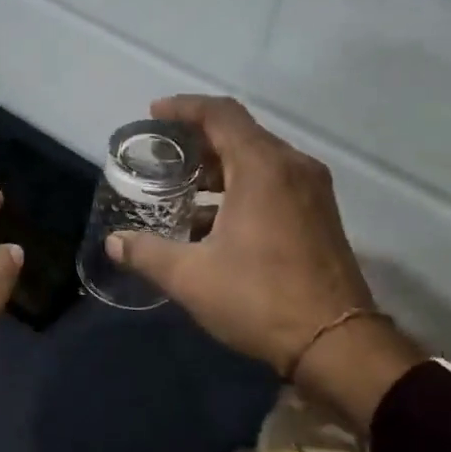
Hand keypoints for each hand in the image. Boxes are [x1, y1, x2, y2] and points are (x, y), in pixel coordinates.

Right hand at [106, 96, 423, 429]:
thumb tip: (114, 243)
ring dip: (219, 169)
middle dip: (197, 141)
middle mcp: (292, 168)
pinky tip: (213, 221)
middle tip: (161, 156)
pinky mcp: (319, 216)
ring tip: (181, 189)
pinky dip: (241, 188)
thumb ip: (147, 253)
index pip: (221, 114)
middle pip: (240, 134)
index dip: (184, 108)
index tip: (153, 115)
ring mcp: (312, 192)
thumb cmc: (259, 298)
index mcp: (263, 168)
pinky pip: (274, 183)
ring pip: (258, 161)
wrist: (335, 343)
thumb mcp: (190, 277)